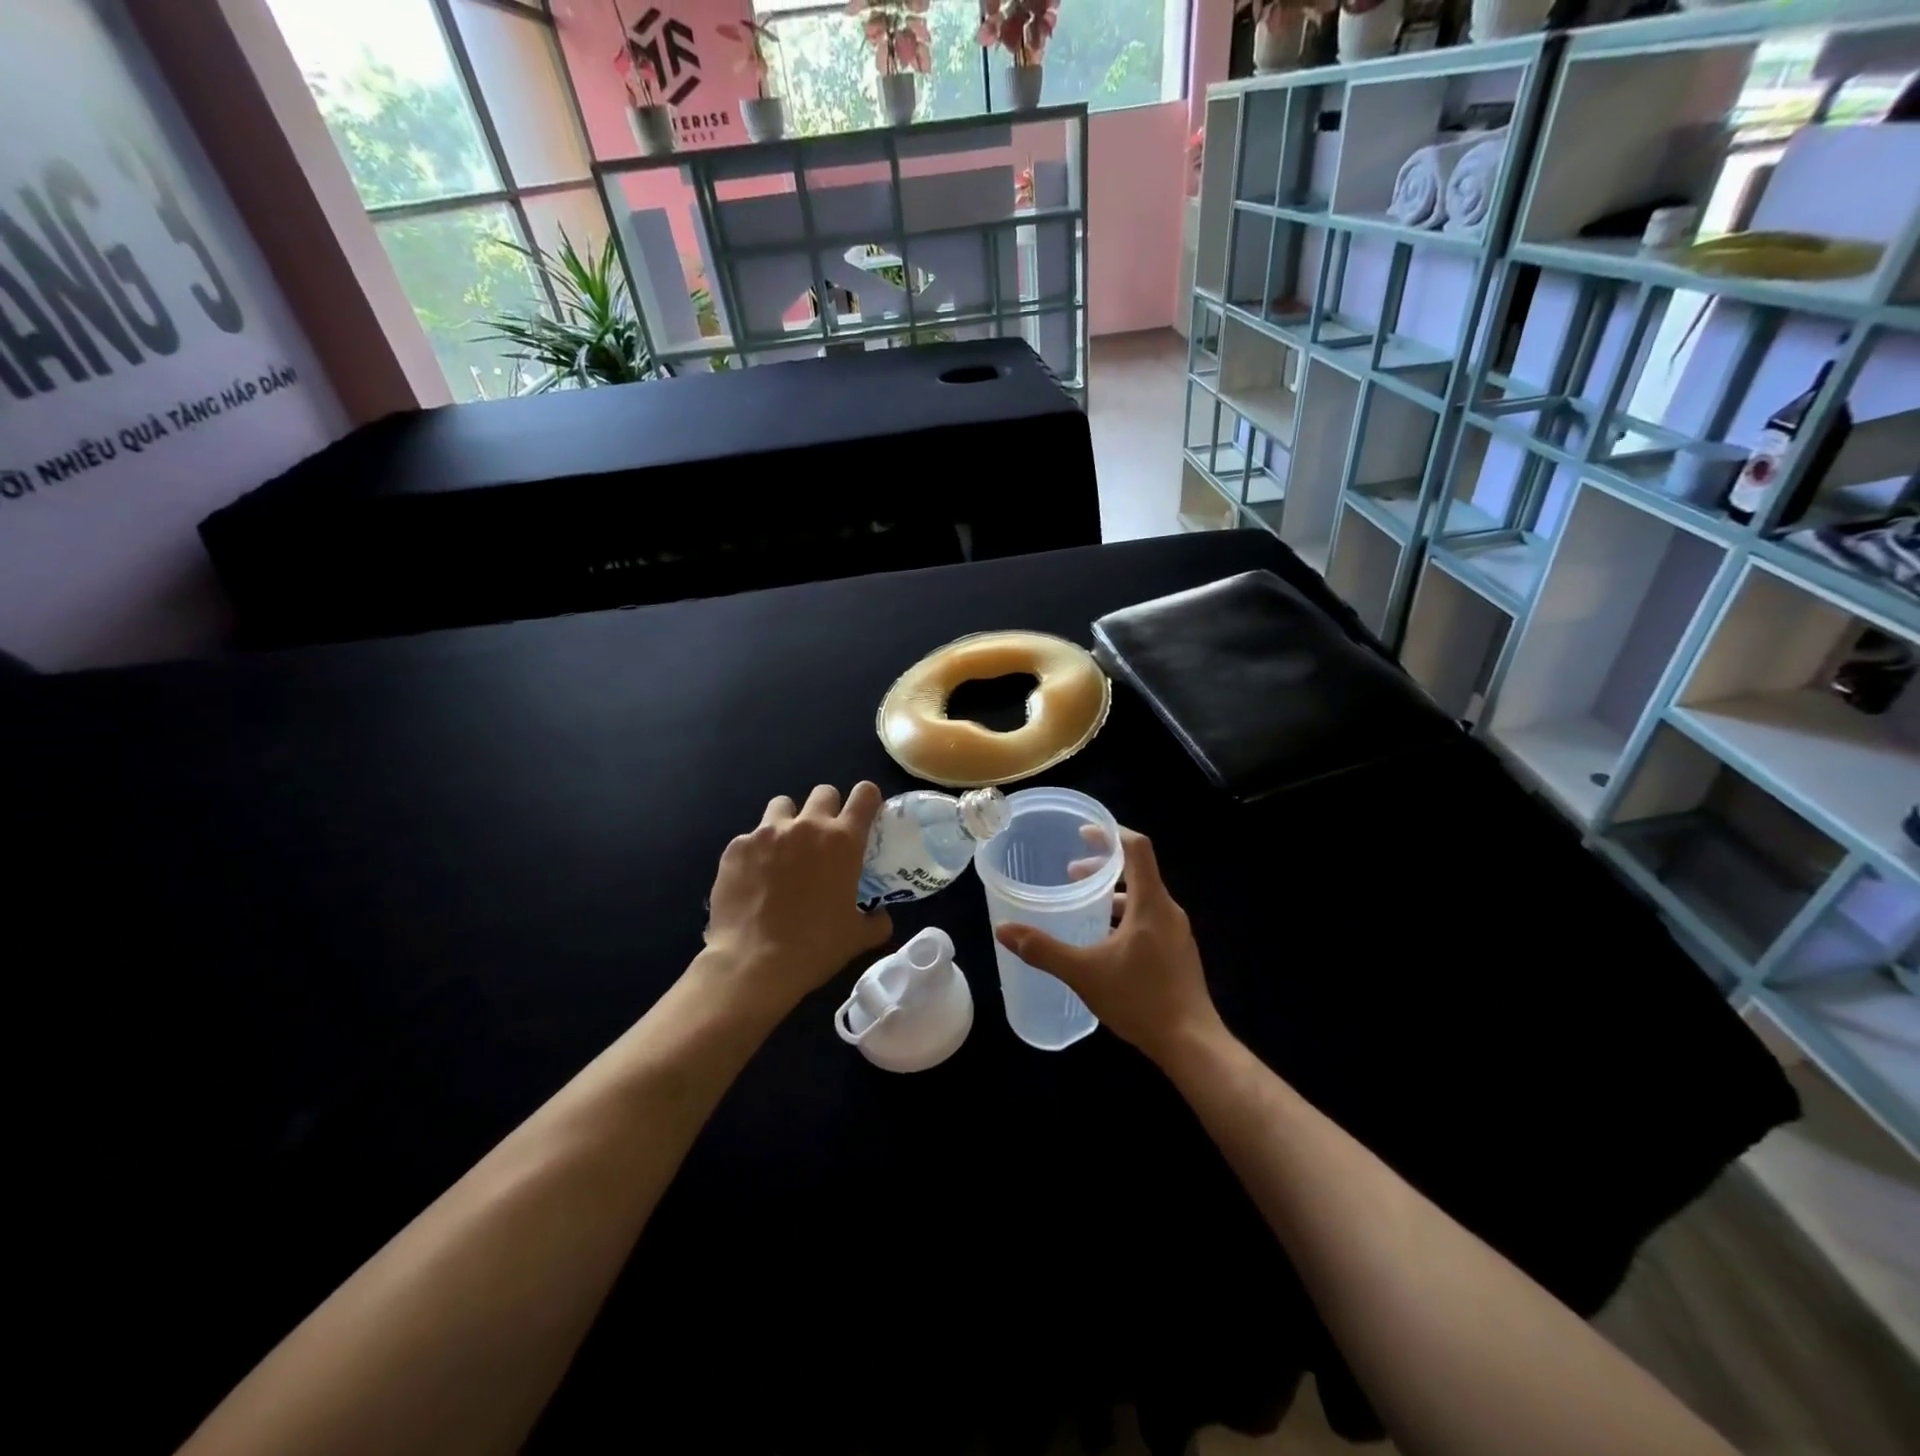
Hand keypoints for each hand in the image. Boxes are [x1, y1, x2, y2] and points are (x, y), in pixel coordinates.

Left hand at [701, 782, 893, 1016]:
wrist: (753, 963)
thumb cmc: (815, 947)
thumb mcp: (857, 937)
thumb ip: (876, 920)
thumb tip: (881, 916)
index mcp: (843, 841)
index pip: (864, 794)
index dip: (867, 799)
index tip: (865, 814)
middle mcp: (807, 826)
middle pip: (823, 792)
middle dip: (827, 809)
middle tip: (823, 838)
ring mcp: (767, 832)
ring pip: (782, 805)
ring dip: (789, 821)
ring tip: (784, 850)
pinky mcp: (737, 846)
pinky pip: (750, 837)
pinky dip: (756, 851)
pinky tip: (753, 879)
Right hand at [994, 828, 1223, 1066]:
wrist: (1191, 1044)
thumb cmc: (1140, 1000)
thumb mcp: (1083, 973)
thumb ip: (1043, 950)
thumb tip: (1003, 931)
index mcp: (1151, 903)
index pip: (1137, 848)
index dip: (1111, 834)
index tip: (1083, 834)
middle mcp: (1168, 911)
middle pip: (1138, 871)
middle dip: (1104, 867)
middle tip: (1071, 875)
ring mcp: (1177, 933)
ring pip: (1143, 898)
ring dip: (1113, 894)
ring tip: (1083, 908)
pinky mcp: (1179, 953)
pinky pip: (1150, 919)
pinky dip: (1125, 916)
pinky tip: (1104, 943)